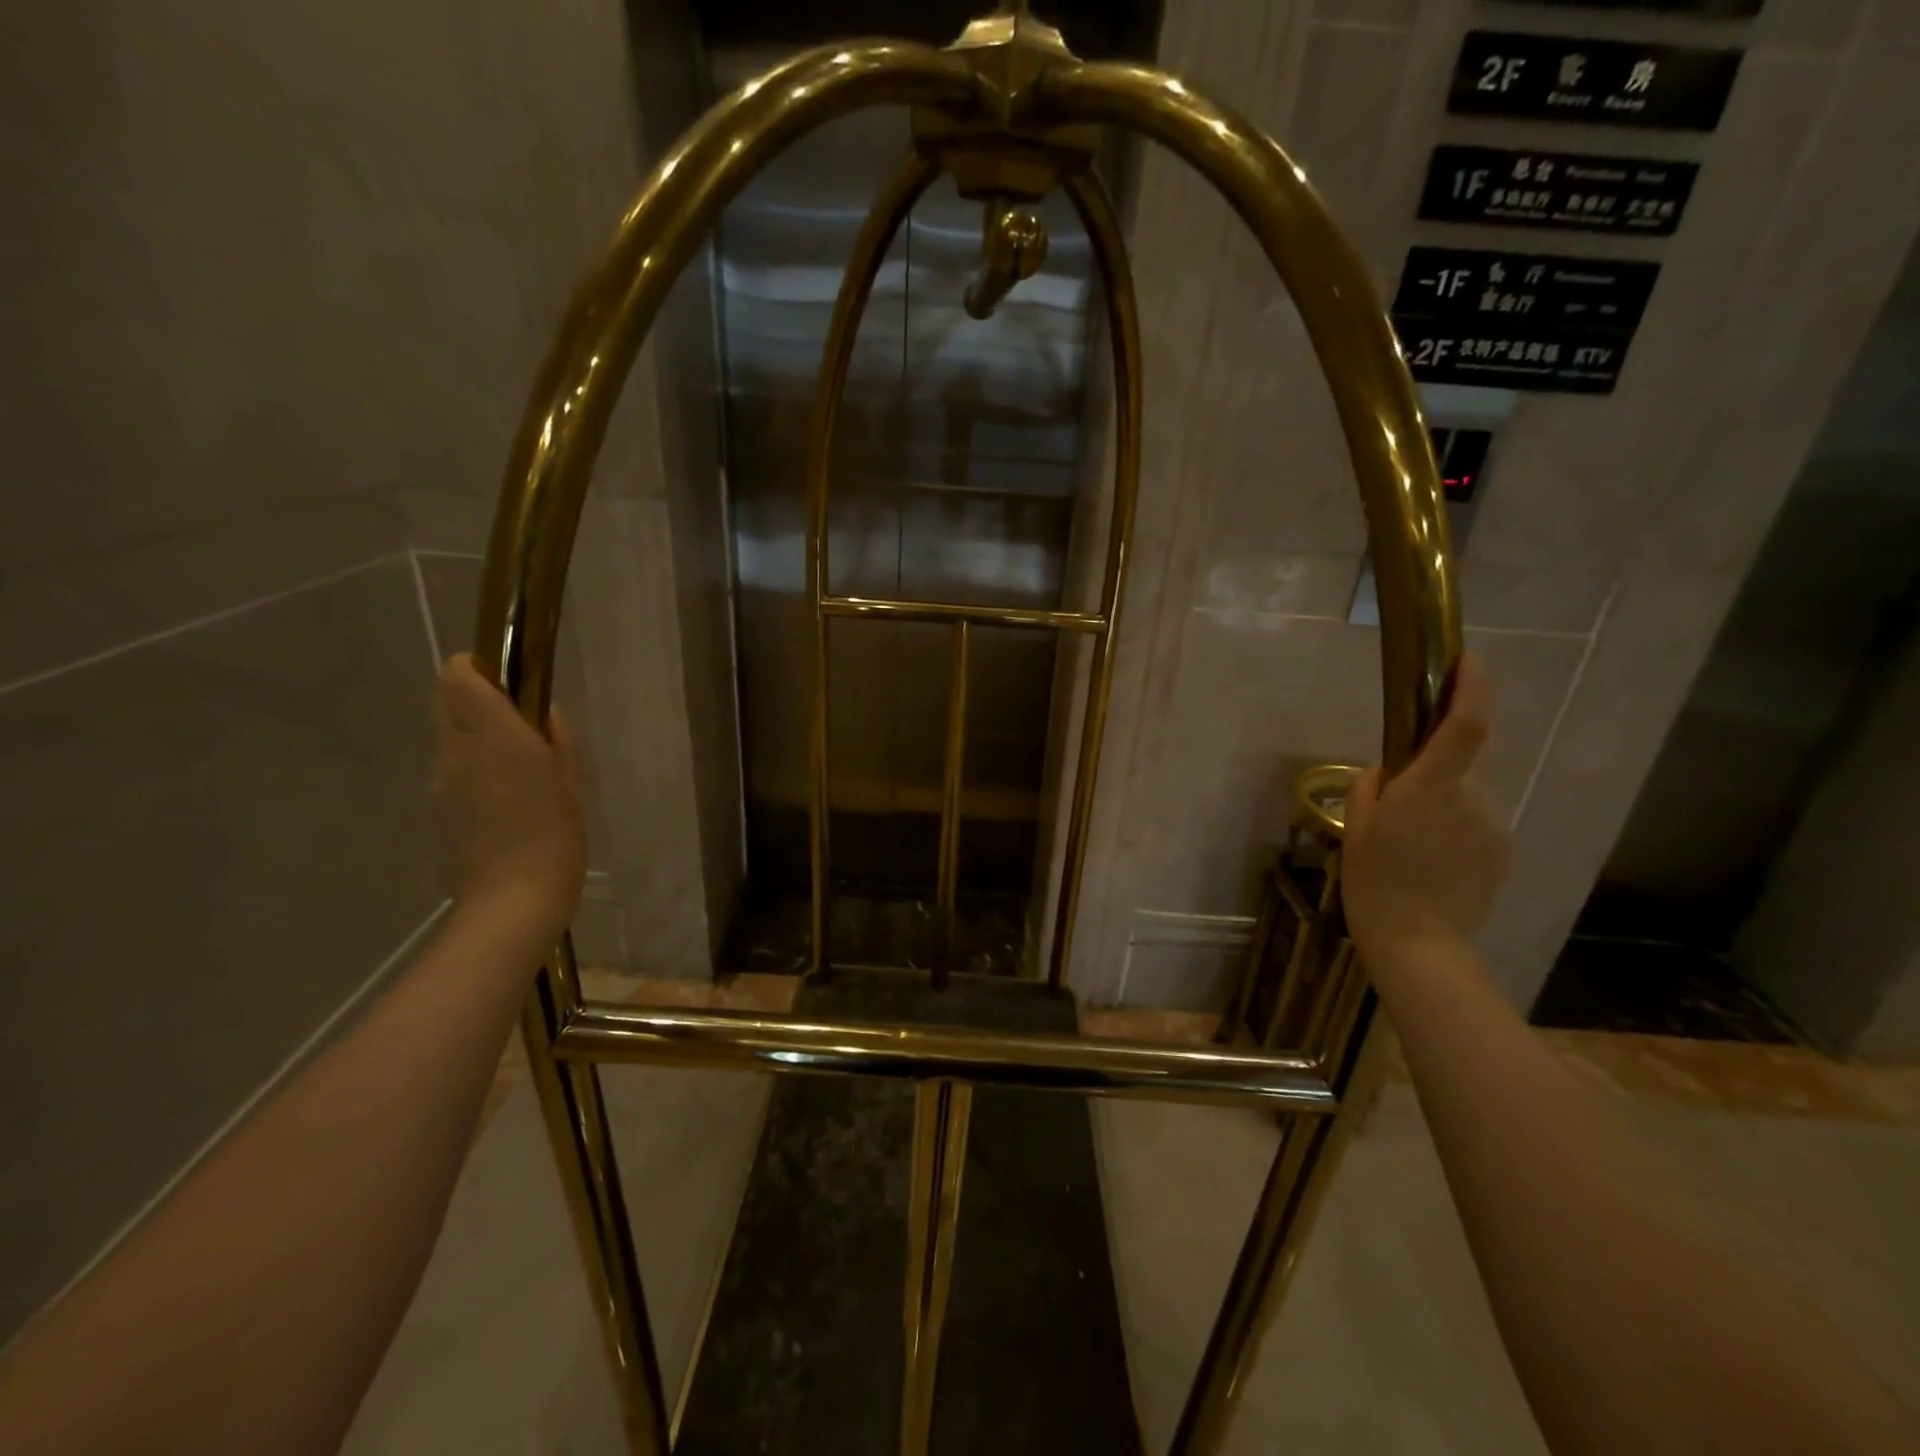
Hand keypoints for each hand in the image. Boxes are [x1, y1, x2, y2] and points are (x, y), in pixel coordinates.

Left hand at [433, 654, 586, 949]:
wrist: (513, 898)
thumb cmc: (556, 834)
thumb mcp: (570, 782)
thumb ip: (556, 739)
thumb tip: (544, 714)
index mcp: (493, 734)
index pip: (458, 676)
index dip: (478, 668)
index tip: (510, 681)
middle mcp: (457, 749)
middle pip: (445, 699)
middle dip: (475, 697)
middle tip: (518, 721)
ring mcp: (442, 779)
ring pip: (450, 736)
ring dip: (477, 735)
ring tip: (520, 767)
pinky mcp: (439, 806)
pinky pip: (454, 769)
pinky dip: (474, 768)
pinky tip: (506, 799)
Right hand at [1342, 654, 1511, 966]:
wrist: (1420, 943)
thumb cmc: (1375, 882)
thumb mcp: (1356, 827)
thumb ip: (1374, 786)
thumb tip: (1393, 771)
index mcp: (1431, 788)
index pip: (1465, 724)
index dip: (1472, 687)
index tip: (1469, 658)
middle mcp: (1472, 798)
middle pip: (1456, 765)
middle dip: (1431, 772)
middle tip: (1396, 807)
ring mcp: (1492, 825)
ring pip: (1463, 797)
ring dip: (1440, 806)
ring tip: (1411, 847)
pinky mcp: (1502, 850)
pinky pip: (1474, 824)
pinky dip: (1452, 831)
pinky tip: (1431, 864)